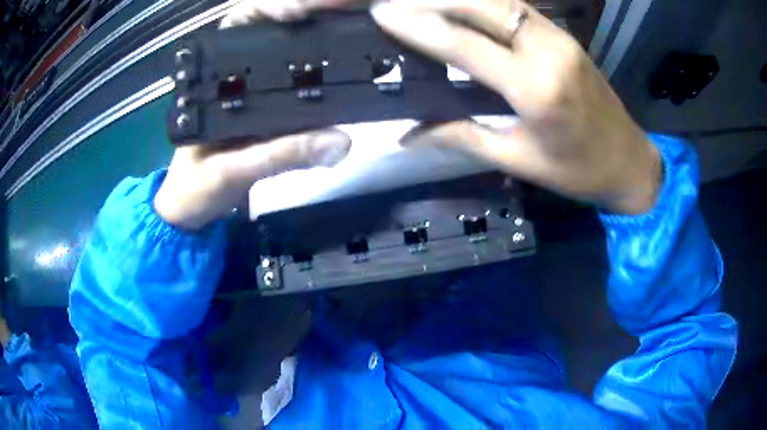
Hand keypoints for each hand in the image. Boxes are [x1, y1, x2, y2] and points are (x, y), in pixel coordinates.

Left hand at [155, 10, 351, 230]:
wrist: (191, 212)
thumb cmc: (195, 190)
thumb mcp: (233, 171)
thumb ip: (281, 155)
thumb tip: (340, 141)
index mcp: (210, 79)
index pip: (239, 27)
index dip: (270, 9)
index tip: (302, 11)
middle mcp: (230, 77)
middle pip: (268, 32)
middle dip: (303, 20)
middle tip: (339, 17)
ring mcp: (248, 92)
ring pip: (283, 56)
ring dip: (313, 43)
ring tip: (349, 38)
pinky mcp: (262, 111)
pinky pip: (292, 87)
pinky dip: (317, 77)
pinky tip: (341, 74)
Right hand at [369, 0, 659, 213]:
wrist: (629, 162)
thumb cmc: (577, 171)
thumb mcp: (518, 160)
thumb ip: (461, 137)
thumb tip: (408, 135)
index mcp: (535, 89)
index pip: (463, 44)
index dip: (418, 26)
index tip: (381, 14)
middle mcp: (547, 50)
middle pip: (482, 4)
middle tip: (394, 0)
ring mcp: (559, 37)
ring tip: (420, 0)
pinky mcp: (564, 35)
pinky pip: (516, 6)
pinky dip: (482, 1)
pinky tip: (460, 5)